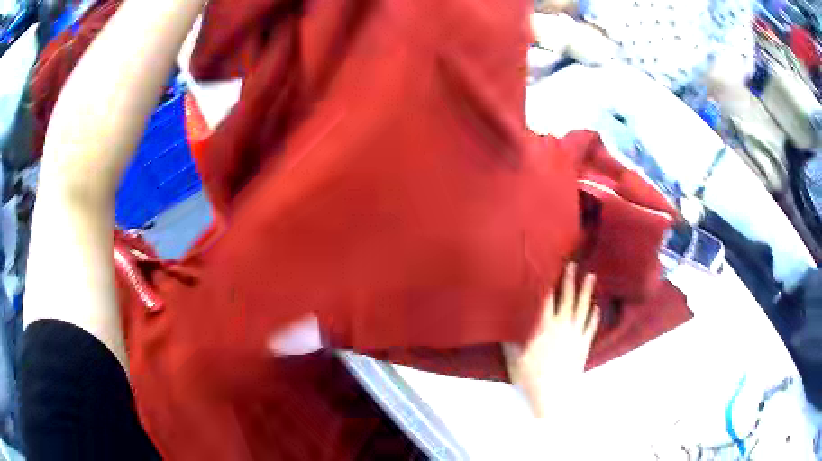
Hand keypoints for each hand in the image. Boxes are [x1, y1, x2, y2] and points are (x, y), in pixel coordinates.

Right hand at [504, 263, 599, 417]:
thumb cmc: (531, 377)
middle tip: (573, 264)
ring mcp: (575, 335)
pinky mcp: (584, 346)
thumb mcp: (514, 359)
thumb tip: (505, 324)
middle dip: (570, 280)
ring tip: (591, 277)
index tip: (551, 268)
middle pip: (568, 298)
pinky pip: (591, 327)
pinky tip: (597, 307)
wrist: (554, 394)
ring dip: (587, 292)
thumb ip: (510, 339)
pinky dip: (594, 316)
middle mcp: (562, 326)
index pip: (547, 299)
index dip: (549, 282)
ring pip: (583, 308)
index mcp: (544, 327)